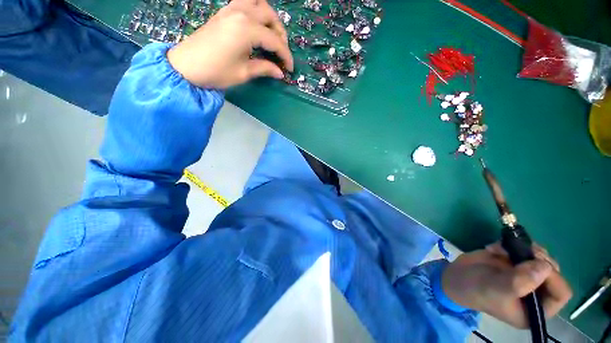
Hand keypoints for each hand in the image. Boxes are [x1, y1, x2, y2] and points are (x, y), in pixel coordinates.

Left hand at [167, 0, 293, 88]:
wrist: (187, 65)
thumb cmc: (216, 71)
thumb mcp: (244, 73)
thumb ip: (265, 68)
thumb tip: (280, 72)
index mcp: (247, 29)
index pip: (275, 41)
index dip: (285, 56)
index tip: (290, 69)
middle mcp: (241, 13)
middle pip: (270, 16)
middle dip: (281, 35)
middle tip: (282, 52)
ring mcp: (231, 9)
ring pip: (259, 3)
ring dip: (270, 18)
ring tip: (272, 36)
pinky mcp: (224, 11)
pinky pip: (246, 3)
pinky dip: (257, 11)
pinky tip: (257, 26)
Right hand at [442, 242, 571, 327]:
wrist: (455, 277)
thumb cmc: (476, 290)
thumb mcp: (496, 290)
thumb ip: (520, 282)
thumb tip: (545, 267)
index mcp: (536, 309)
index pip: (560, 293)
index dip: (554, 278)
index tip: (536, 264)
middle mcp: (536, 292)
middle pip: (553, 272)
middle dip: (539, 259)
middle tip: (522, 252)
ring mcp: (526, 275)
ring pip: (540, 258)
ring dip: (525, 250)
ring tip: (504, 248)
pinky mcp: (515, 262)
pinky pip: (523, 249)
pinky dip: (510, 245)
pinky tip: (494, 249)